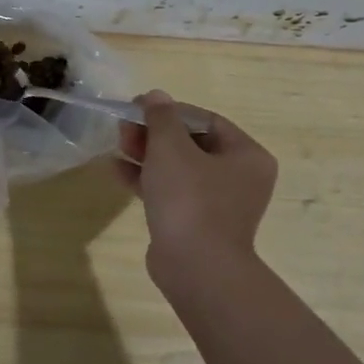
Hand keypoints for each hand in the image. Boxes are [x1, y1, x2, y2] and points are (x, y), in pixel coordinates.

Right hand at [116, 91, 278, 289]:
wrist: (195, 268)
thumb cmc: (189, 199)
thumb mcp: (170, 148)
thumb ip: (161, 117)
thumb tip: (156, 95)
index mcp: (246, 155)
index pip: (205, 119)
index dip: (169, 110)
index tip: (137, 108)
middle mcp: (239, 177)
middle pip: (191, 143)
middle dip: (153, 133)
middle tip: (123, 128)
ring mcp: (218, 203)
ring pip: (178, 168)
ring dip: (146, 154)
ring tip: (117, 145)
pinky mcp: (196, 222)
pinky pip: (171, 191)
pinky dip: (147, 179)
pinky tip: (117, 171)